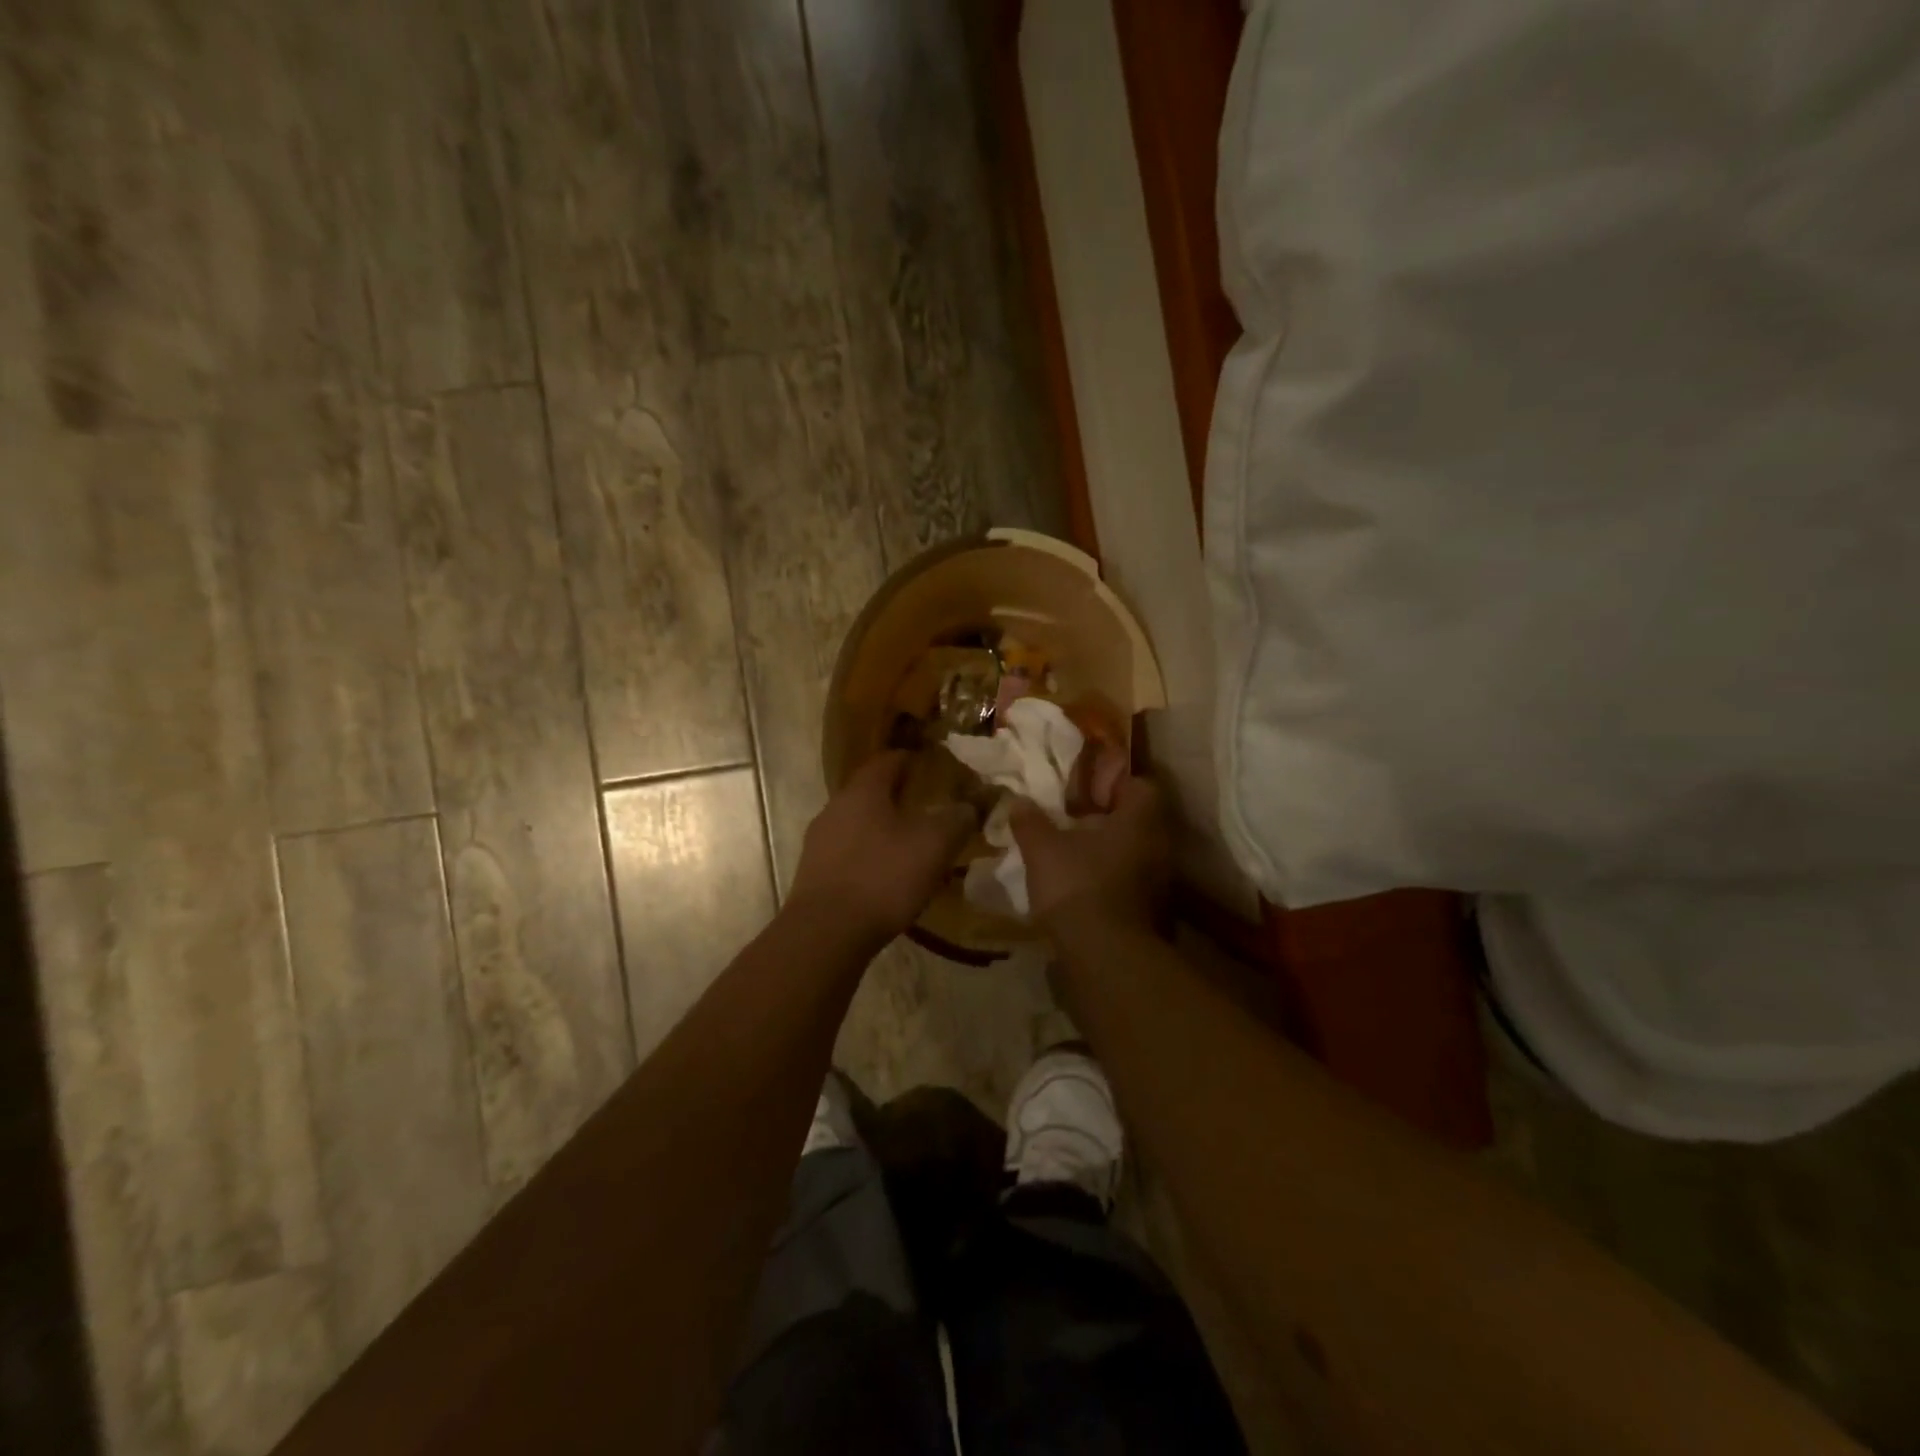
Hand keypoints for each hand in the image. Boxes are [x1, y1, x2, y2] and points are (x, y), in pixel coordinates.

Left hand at [788, 751, 978, 942]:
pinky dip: (870, 856)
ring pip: (859, 824)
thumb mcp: (934, 845)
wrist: (827, 932)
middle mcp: (835, 808)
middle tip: (929, 808)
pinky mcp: (814, 873)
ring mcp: (820, 841)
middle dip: (899, 797)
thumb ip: (956, 819)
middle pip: (871, 792)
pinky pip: (849, 853)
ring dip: (884, 829)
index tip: (933, 766)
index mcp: (862, 791)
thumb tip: (969, 806)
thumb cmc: (883, 877)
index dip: (911, 760)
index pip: (888, 760)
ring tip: (911, 846)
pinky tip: (887, 877)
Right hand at [1010, 774, 1168, 930]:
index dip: (1113, 784)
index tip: (1084, 791)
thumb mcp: (1042, 849)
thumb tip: (1018, 801)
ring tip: (1072, 856)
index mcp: (1140, 820)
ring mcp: (1161, 882)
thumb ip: (1031, 821)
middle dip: (1106, 820)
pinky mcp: (1154, 912)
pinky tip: (1082, 888)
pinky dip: (1111, 881)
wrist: (1105, 956)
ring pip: (1135, 853)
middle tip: (1072, 823)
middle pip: (1137, 821)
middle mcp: (1160, 846)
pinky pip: (1132, 883)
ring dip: (1108, 852)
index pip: (1140, 785)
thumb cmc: (1078, 885)